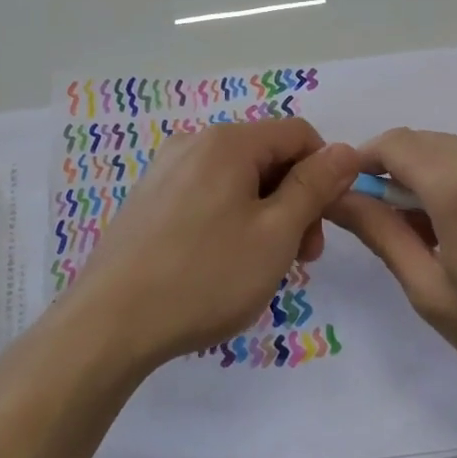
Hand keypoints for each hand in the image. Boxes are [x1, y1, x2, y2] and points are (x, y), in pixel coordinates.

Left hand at [69, 118, 359, 369]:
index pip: (299, 134)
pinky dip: (232, 220)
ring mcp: (165, 170)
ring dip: (266, 215)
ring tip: (263, 267)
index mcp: (228, 141)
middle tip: (301, 257)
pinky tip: (224, 264)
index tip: (325, 225)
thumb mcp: (276, 233)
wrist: (110, 323)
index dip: (325, 173)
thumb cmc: (205, 276)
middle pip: (267, 156)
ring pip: (238, 179)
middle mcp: (194, 142)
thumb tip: (346, 150)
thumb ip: (315, 187)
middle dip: (295, 200)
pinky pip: (207, 195)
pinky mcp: (149, 199)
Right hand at [325, 129, 456, 398]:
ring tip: (442, 234)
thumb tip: (337, 196)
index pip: (392, 144)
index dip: (363, 162)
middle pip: (426, 144)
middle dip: (398, 172)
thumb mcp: (431, 290)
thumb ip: (379, 233)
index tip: (352, 194)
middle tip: (394, 224)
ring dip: (436, 178)